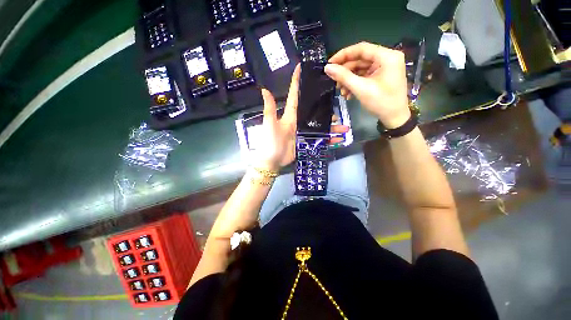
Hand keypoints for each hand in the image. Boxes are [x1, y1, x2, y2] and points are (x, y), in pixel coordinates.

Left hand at [255, 64, 349, 170]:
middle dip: (325, 108)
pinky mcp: (307, 143)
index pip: (294, 97)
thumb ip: (270, 109)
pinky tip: (339, 140)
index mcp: (290, 116)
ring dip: (332, 127)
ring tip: (344, 127)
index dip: (296, 83)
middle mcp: (298, 122)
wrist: (272, 161)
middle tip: (338, 104)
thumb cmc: (270, 142)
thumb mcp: (269, 124)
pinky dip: (330, 140)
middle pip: (314, 112)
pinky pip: (320, 140)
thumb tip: (264, 89)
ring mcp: (304, 133)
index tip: (300, 68)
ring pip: (321, 127)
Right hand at [324, 42, 410, 128]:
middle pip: (360, 59)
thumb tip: (327, 68)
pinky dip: (355, 83)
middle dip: (346, 72)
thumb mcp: (361, 88)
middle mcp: (387, 58)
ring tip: (341, 92)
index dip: (343, 55)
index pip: (361, 49)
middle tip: (335, 82)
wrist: (394, 118)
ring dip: (349, 80)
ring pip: (360, 69)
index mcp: (387, 56)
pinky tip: (348, 93)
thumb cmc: (381, 102)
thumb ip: (343, 76)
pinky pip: (364, 75)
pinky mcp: (381, 76)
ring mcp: (384, 67)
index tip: (329, 64)